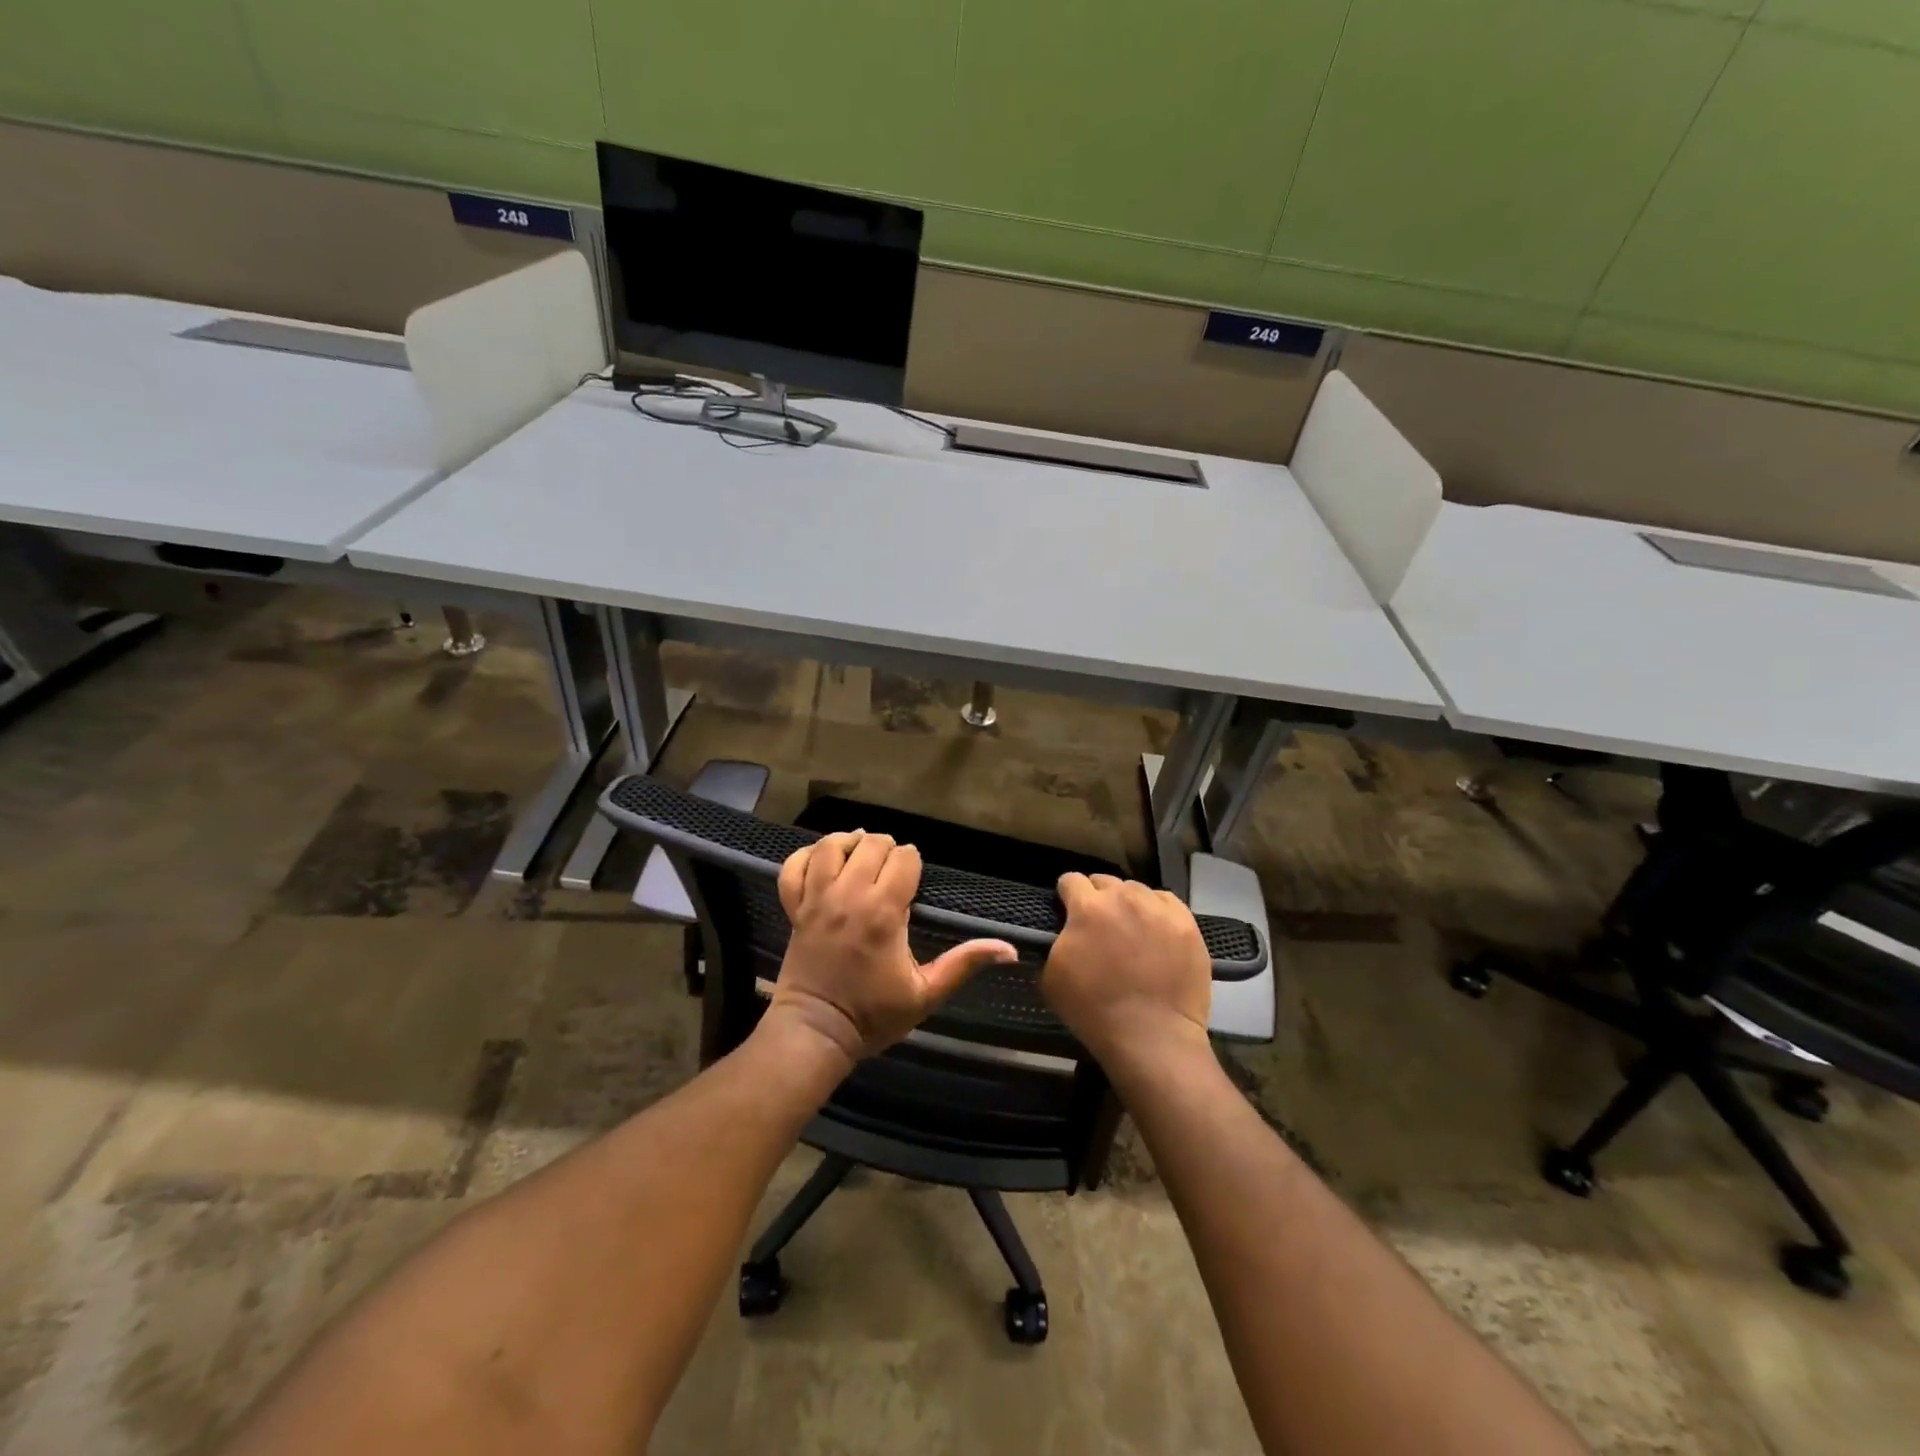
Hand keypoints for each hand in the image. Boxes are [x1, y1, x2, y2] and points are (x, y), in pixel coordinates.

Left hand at [767, 830, 1017, 1066]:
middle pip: (870, 844)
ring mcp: (816, 899)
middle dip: (886, 849)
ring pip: (831, 846)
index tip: (913, 880)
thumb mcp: (926, 994)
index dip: (913, 862)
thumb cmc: (873, 1015)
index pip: (904, 858)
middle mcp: (848, 896)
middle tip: (891, 870)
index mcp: (883, 912)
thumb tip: (1009, 949)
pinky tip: (823, 861)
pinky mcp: (794, 908)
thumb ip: (964, 964)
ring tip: (860, 854)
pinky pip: (794, 866)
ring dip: (849, 843)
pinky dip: (806, 855)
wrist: (815, 1033)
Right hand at [1040, 873, 1211, 1065]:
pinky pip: (1166, 902)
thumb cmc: (1094, 1009)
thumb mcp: (1051, 976)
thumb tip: (1063, 932)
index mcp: (1087, 907)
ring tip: (1131, 929)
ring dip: (1128, 904)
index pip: (1070, 880)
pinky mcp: (1186, 923)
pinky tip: (1156, 932)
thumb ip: (1055, 942)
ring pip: (1137, 890)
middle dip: (1098, 898)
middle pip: (1105, 882)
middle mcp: (1123, 897)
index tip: (1067, 910)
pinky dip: (1157, 912)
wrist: (1151, 1036)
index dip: (1066, 895)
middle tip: (1099, 925)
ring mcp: (1158, 908)